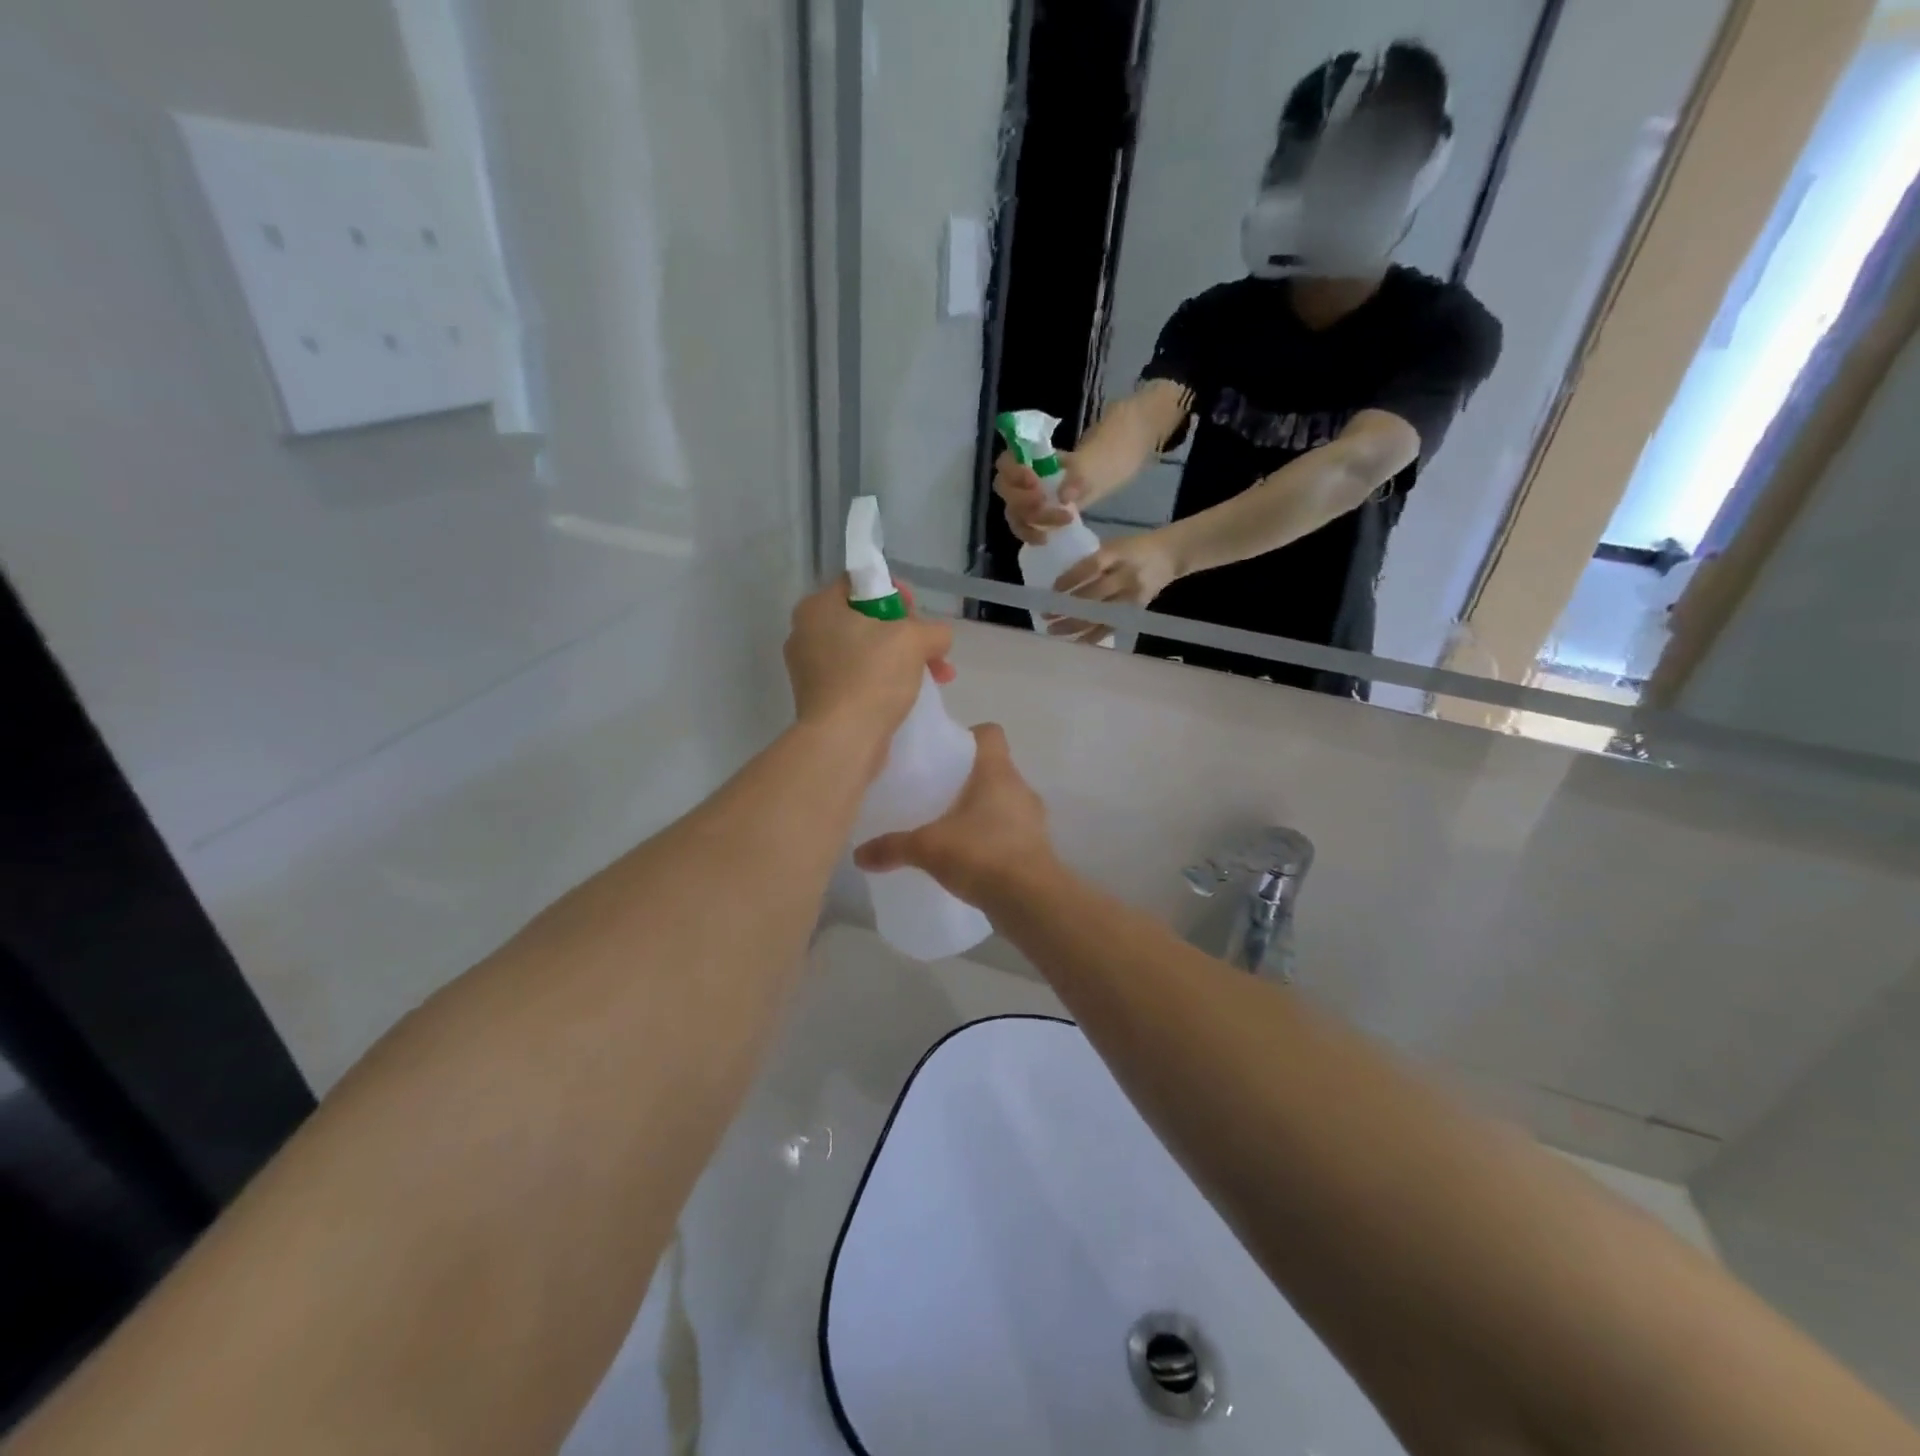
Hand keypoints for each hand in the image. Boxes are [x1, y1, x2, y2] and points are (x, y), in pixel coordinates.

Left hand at [784, 579, 954, 753]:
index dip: (894, 592)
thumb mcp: (914, 639)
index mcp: (817, 607)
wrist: (843, 740)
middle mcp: (806, 633)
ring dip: (902, 660)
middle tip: (932, 650)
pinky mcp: (819, 700)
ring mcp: (810, 669)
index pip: (859, 582)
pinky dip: (883, 683)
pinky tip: (910, 696)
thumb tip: (938, 638)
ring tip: (936, 678)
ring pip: (865, 652)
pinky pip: (857, 679)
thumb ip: (933, 629)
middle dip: (907, 634)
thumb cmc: (872, 677)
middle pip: (866, 619)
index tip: (917, 613)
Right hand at [854, 724, 1055, 911]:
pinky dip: (994, 838)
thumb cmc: (981, 854)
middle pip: (995, 769)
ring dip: (983, 811)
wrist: (1031, 901)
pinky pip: (1012, 832)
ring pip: (1005, 802)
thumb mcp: (927, 848)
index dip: (968, 736)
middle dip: (968, 779)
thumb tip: (858, 855)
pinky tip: (971, 857)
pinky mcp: (1038, 848)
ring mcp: (1034, 819)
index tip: (945, 753)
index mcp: (997, 772)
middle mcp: (1020, 788)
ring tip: (952, 828)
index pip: (990, 734)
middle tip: (938, 795)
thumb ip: (892, 847)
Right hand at [994, 450, 1090, 544]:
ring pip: (1013, 513)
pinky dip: (1031, 535)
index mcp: (1025, 459)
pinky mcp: (1027, 519)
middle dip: (1023, 500)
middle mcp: (1017, 480)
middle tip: (1044, 501)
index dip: (1015, 473)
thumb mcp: (1085, 466)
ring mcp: (1020, 501)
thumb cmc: (1083, 467)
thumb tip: (1064, 497)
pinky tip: (1045, 538)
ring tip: (1062, 520)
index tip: (1034, 481)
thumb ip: (1075, 478)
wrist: (1090, 481)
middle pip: (1005, 491)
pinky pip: (1021, 529)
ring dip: (1033, 520)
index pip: (1005, 463)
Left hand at [1048, 532, 1183, 643]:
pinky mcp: (1135, 611)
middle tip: (1046, 614)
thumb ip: (1091, 559)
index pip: (1091, 567)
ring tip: (1053, 630)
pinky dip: (1093, 636)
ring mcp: (1132, 596)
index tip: (1052, 590)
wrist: (1169, 555)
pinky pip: (1111, 627)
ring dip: (1075, 625)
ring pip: (1101, 615)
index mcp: (1118, 553)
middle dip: (1068, 607)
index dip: (1070, 579)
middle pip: (1094, 595)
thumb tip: (1058, 578)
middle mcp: (1126, 576)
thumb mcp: (1114, 545)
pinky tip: (1075, 641)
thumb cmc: (1134, 548)